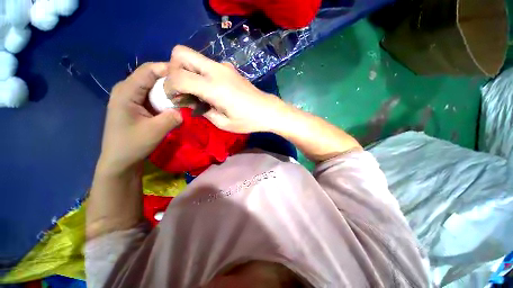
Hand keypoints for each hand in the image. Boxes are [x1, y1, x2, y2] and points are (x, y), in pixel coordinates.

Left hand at [97, 62, 182, 174]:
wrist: (120, 160)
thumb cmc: (132, 145)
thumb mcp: (155, 131)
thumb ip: (172, 117)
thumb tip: (187, 109)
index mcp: (126, 91)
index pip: (148, 70)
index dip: (168, 69)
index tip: (188, 75)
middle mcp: (126, 89)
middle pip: (151, 75)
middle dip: (171, 78)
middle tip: (190, 85)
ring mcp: (131, 96)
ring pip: (153, 85)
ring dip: (169, 88)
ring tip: (186, 93)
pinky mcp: (136, 104)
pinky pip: (153, 94)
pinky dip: (165, 97)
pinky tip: (176, 102)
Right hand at [164, 45, 285, 133]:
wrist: (268, 111)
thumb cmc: (247, 121)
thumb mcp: (222, 123)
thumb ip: (202, 111)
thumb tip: (190, 102)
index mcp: (214, 87)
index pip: (178, 76)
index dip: (168, 86)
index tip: (173, 98)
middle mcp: (216, 70)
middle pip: (181, 53)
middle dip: (173, 69)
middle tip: (181, 88)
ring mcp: (224, 67)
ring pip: (194, 57)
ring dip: (187, 71)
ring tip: (195, 91)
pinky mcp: (230, 68)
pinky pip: (207, 64)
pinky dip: (200, 73)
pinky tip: (209, 89)